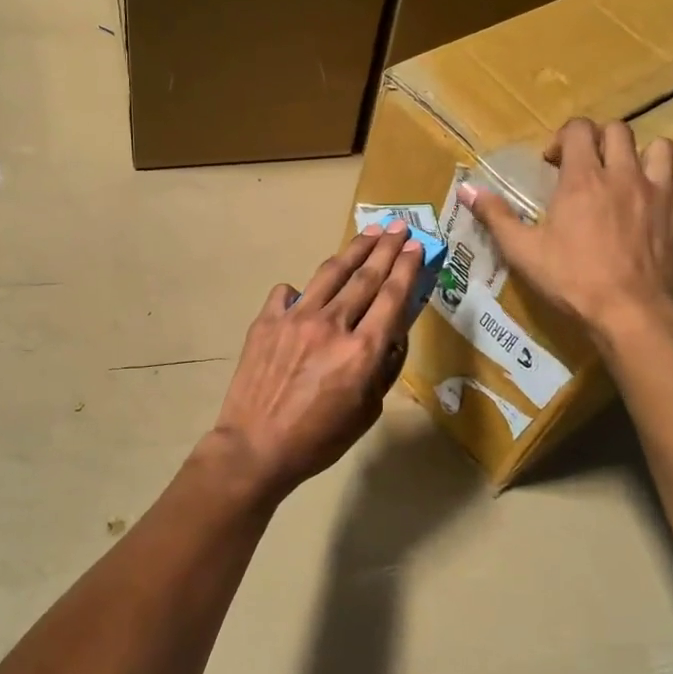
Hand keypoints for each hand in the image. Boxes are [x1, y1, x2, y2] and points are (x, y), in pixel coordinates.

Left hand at [208, 224, 425, 496]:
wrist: (256, 447)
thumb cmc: (319, 439)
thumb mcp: (367, 411)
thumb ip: (382, 368)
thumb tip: (390, 335)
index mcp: (361, 350)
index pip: (392, 297)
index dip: (406, 268)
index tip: (416, 247)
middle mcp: (332, 324)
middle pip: (365, 276)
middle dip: (385, 248)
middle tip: (399, 226)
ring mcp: (295, 318)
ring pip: (330, 274)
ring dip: (352, 251)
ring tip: (367, 233)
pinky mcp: (266, 321)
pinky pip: (287, 293)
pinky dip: (301, 290)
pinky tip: (306, 293)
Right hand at [460, 117, 672, 335]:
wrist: (632, 313)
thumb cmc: (572, 280)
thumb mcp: (523, 251)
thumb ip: (496, 216)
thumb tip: (466, 189)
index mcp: (583, 178)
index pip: (579, 129)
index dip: (563, 137)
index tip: (552, 163)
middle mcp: (625, 175)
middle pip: (619, 131)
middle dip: (600, 141)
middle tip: (587, 167)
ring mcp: (662, 194)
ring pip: (662, 149)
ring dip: (643, 156)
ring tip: (629, 179)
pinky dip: (671, 189)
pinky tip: (658, 208)